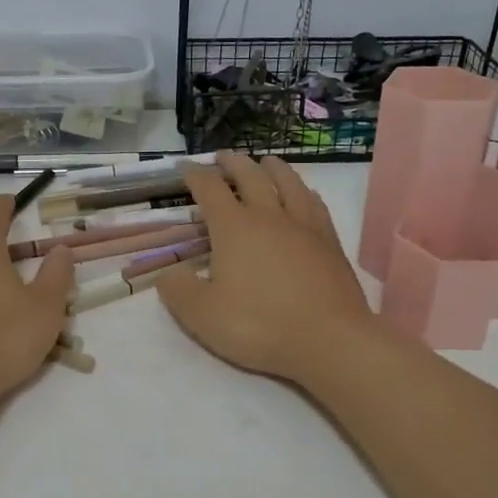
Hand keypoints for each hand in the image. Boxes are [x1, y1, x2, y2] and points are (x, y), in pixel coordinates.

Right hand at [157, 152, 375, 384]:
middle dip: (232, 163)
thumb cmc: (260, 326)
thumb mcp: (202, 315)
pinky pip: (314, 202)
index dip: (195, 175)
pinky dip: (302, 190)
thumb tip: (168, 273)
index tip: (185, 168)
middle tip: (222, 157)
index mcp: (234, 228)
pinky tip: (303, 193)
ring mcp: (303, 225)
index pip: (209, 189)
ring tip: (264, 161)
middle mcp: (268, 216)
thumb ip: (178, 290)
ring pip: (287, 182)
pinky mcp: (329, 241)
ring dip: (271, 167)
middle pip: (249, 176)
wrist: (329, 340)